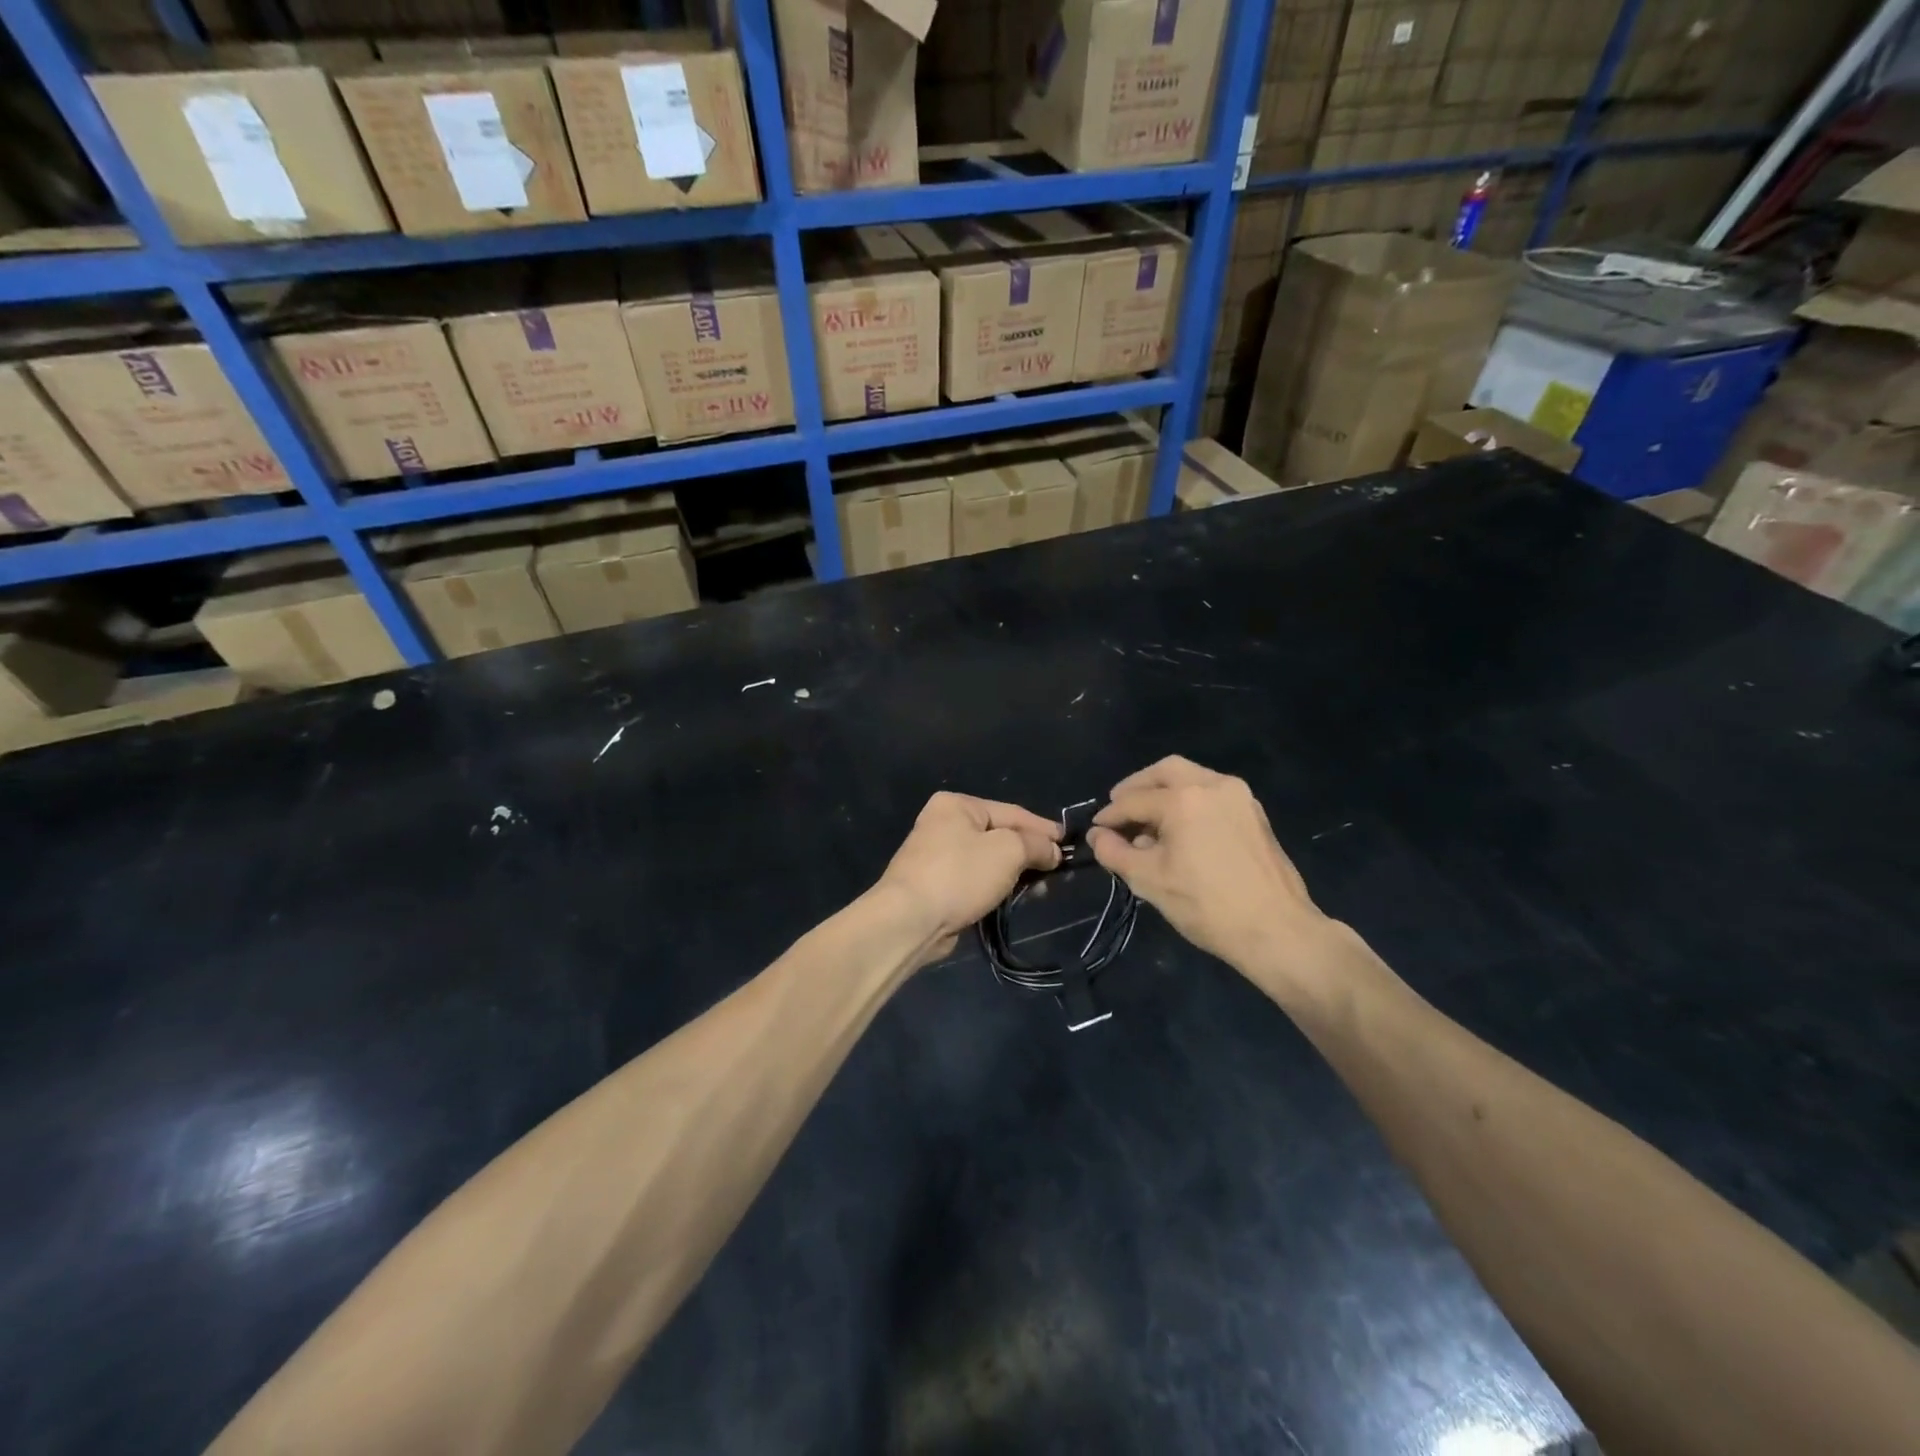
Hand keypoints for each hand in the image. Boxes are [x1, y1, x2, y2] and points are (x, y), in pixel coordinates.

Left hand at [875, 792, 1061, 956]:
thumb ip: (1035, 845)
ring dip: (1015, 873)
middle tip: (1057, 870)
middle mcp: (944, 823)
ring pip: (989, 860)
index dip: (1043, 828)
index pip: (1012, 812)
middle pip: (1000, 835)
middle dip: (1029, 852)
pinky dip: (996, 888)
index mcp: (957, 805)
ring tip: (1041, 889)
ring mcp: (937, 856)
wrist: (909, 919)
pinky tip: (1014, 899)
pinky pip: (975, 880)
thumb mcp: (1007, 850)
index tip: (1069, 844)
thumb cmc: (959, 874)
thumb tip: (1053, 851)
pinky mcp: (936, 885)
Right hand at [1087, 757, 1335, 996]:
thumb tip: (1098, 836)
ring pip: (1192, 778)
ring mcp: (1239, 797)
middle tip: (1120, 808)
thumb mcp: (1149, 881)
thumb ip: (1115, 852)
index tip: (1096, 829)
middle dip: (1138, 787)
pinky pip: (1212, 794)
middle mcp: (1213, 785)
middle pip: (1166, 771)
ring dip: (1165, 792)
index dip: (1110, 815)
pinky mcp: (1254, 814)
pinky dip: (1189, 802)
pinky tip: (1180, 830)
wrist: (1277, 930)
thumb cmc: (1206, 905)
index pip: (1134, 800)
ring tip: (1148, 823)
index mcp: (1184, 799)